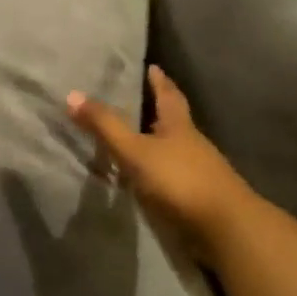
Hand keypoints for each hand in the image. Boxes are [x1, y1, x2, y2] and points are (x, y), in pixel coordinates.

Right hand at [68, 66, 251, 263]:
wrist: (224, 228)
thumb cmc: (179, 179)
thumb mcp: (135, 150)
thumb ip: (106, 126)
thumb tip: (72, 94)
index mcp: (179, 126)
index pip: (168, 95)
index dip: (159, 81)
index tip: (153, 67)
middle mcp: (191, 144)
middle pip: (174, 122)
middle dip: (157, 111)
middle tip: (137, 101)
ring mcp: (197, 172)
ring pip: (173, 150)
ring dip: (155, 144)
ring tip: (132, 140)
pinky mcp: (196, 198)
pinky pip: (171, 177)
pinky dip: (157, 173)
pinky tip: (143, 179)